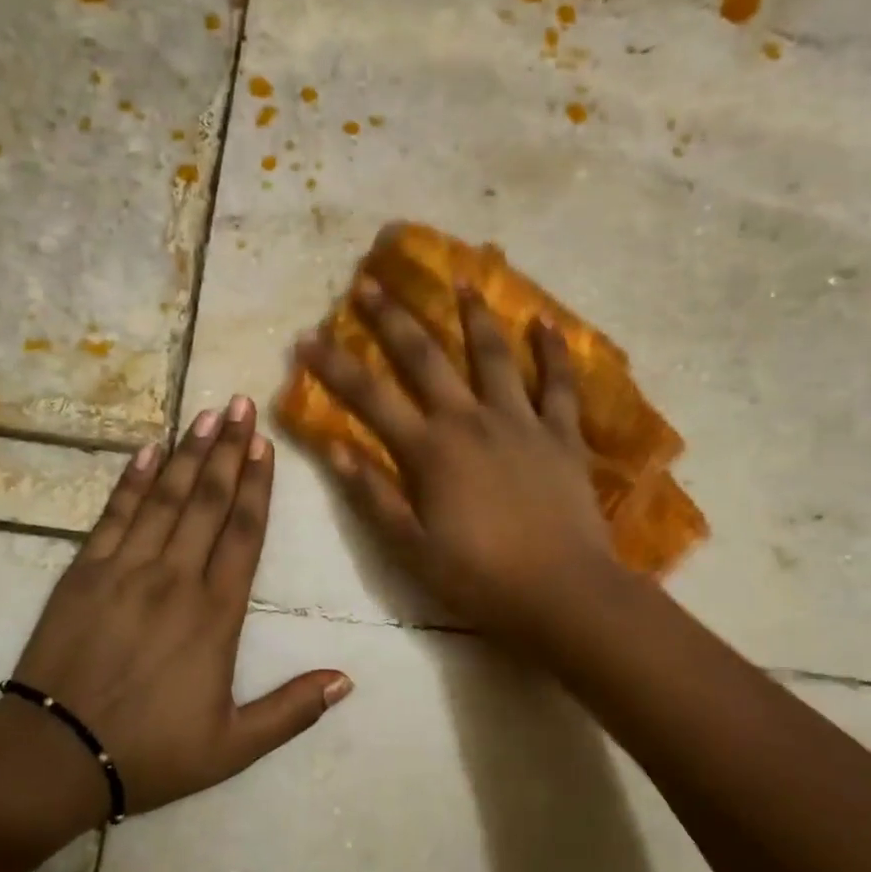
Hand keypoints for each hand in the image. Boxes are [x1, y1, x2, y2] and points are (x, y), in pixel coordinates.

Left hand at [13, 396, 350, 814]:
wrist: (54, 756)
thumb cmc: (150, 752)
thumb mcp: (233, 746)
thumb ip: (292, 710)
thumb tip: (347, 680)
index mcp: (216, 613)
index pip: (244, 533)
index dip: (256, 485)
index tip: (264, 444)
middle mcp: (176, 578)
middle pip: (208, 501)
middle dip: (227, 450)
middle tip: (240, 405)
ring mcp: (126, 569)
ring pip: (166, 498)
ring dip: (188, 454)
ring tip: (205, 415)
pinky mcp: (84, 572)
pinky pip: (114, 515)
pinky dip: (132, 481)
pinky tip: (147, 451)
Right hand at [295, 278, 617, 642]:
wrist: (563, 593)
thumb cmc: (480, 578)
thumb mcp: (411, 549)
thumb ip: (372, 496)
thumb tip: (333, 447)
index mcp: (431, 451)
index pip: (369, 398)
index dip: (334, 366)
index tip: (307, 336)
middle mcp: (471, 421)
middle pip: (426, 359)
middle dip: (393, 319)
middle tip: (370, 282)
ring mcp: (521, 422)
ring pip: (493, 355)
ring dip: (473, 315)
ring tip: (460, 278)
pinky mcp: (562, 435)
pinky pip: (559, 385)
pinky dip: (553, 352)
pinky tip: (545, 322)